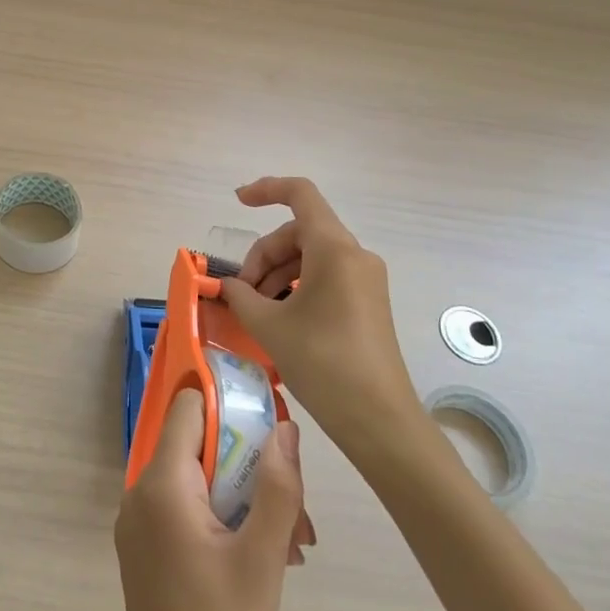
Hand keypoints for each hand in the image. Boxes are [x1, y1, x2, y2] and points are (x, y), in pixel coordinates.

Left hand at [114, 388, 310, 610]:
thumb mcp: (263, 559)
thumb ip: (277, 486)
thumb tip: (285, 427)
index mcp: (162, 485)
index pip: (190, 408)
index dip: (229, 407)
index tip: (269, 426)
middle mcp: (141, 493)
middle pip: (198, 446)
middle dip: (249, 466)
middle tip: (295, 510)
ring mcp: (139, 523)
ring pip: (197, 481)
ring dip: (244, 499)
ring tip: (290, 543)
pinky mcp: (146, 549)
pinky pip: (186, 509)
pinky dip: (223, 519)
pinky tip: (263, 557)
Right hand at [218, 177, 422, 454]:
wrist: (380, 421)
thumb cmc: (324, 364)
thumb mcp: (270, 326)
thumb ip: (241, 296)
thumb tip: (229, 285)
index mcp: (334, 250)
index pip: (300, 195)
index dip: (266, 189)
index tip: (237, 201)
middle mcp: (355, 255)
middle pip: (299, 232)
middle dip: (264, 255)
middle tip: (241, 293)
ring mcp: (365, 279)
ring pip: (310, 256)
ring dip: (277, 274)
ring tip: (257, 311)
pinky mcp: (368, 302)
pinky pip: (325, 276)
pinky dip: (297, 286)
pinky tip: (280, 318)